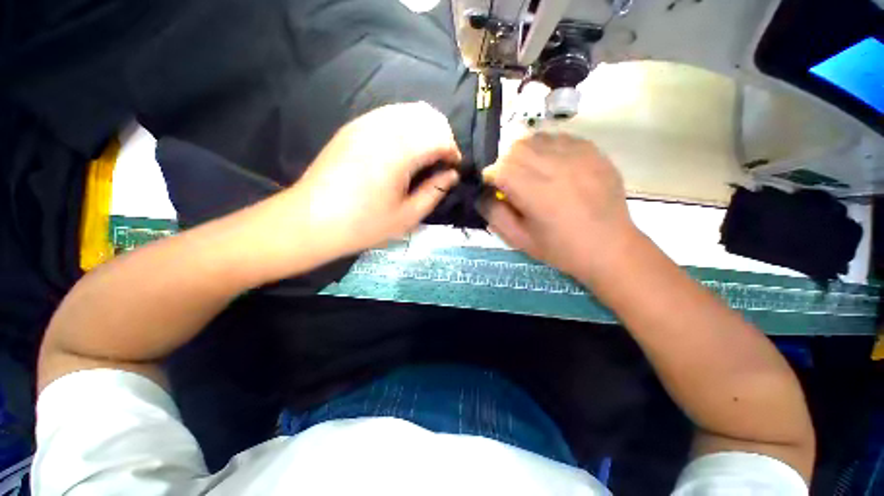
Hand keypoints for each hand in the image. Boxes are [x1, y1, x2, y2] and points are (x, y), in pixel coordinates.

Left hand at [285, 102, 460, 257]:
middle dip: (442, 137)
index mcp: (399, 151)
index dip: (452, 152)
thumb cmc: (363, 224)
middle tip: (439, 163)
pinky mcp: (353, 126)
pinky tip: (401, 152)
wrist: (311, 220)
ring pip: (409, 110)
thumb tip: (452, 175)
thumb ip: (435, 192)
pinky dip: (405, 127)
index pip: (440, 136)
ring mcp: (365, 123)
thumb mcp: (407, 216)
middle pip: (427, 115)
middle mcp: (383, 127)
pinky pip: (389, 115)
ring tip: (423, 158)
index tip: (452, 171)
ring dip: (424, 130)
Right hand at [480, 133, 638, 281]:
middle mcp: (557, 167)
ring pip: (537, 138)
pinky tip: (553, 166)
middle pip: (516, 148)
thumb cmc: (560, 248)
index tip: (494, 188)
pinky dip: (548, 148)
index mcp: (537, 193)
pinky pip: (560, 138)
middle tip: (512, 181)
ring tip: (531, 172)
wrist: (610, 248)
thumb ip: (494, 215)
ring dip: (526, 153)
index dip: (491, 177)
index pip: (501, 168)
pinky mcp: (594, 152)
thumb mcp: (519, 239)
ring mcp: (579, 156)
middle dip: (506, 163)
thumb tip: (483, 194)